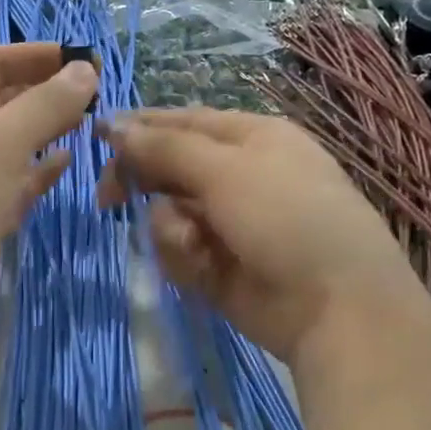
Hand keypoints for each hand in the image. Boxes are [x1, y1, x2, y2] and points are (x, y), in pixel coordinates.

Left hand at [0, 43, 99, 365]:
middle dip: (44, 93)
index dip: (33, 56)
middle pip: (1, 105)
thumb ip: (43, 105)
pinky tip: (69, 163)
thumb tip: (85, 69)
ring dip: (46, 133)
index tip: (83, 55)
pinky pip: (14, 188)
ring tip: (93, 121)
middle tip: (99, 91)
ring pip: (10, 148)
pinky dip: (40, 174)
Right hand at [96, 108, 421, 365]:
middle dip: (142, 184)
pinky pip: (177, 250)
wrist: (335, 307)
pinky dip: (182, 257)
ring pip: (166, 213)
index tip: (94, 138)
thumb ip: (165, 149)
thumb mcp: (227, 172)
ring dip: (169, 229)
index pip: (181, 122)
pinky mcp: (215, 264)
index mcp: (250, 138)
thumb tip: (114, 125)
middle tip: (110, 201)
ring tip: (192, 246)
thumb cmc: (289, 218)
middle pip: (167, 168)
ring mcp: (226, 223)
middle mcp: (236, 175)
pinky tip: (201, 268)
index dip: (138, 128)